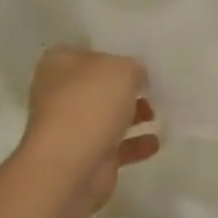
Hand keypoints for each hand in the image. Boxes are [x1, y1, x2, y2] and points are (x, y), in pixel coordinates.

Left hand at [19, 46, 159, 209]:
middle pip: (98, 85)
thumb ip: (133, 67)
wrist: (71, 166)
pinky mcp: (84, 157)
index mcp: (59, 63)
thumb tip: (136, 78)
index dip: (114, 53)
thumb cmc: (91, 103)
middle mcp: (59, 92)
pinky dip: (134, 144)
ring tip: (158, 113)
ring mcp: (70, 127)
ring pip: (106, 116)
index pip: (89, 51)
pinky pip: (115, 146)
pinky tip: (156, 142)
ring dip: (132, 115)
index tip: (140, 59)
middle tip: (153, 87)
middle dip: (125, 88)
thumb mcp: (122, 69)